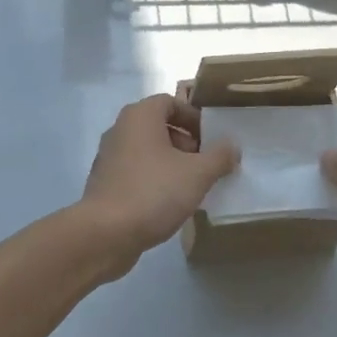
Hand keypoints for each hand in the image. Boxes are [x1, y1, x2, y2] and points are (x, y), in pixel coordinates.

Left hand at [79, 94, 238, 277]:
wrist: (105, 234)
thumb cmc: (154, 192)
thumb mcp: (197, 174)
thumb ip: (219, 156)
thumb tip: (232, 145)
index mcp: (140, 116)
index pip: (170, 102)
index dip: (194, 118)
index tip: (211, 139)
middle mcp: (120, 129)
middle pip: (158, 126)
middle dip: (185, 142)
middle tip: (204, 164)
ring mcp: (108, 157)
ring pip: (147, 151)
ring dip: (171, 163)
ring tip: (191, 186)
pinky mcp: (104, 183)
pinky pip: (135, 172)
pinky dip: (154, 180)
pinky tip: (168, 203)